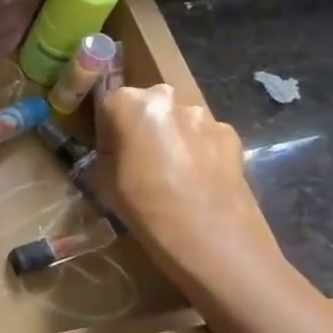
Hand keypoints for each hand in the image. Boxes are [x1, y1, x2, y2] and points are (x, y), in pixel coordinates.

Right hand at [97, 85, 288, 290]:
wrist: (209, 234)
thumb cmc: (144, 205)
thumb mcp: (102, 180)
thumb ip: (106, 154)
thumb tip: (115, 153)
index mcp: (128, 103)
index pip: (107, 104)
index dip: (106, 130)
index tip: (109, 154)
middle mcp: (166, 98)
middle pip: (146, 106)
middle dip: (142, 127)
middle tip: (140, 161)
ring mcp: (203, 115)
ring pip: (177, 120)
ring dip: (171, 137)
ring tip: (173, 174)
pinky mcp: (230, 134)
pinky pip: (204, 136)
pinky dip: (198, 150)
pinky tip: (197, 180)